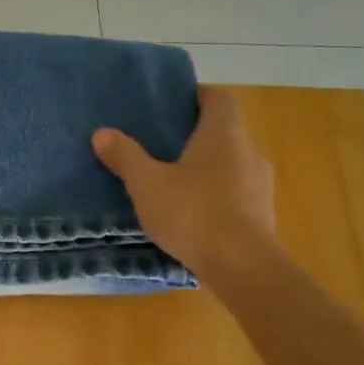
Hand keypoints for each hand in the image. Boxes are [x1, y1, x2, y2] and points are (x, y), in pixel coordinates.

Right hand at [93, 86, 275, 276]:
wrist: (243, 267)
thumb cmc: (193, 213)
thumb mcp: (147, 184)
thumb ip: (125, 156)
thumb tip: (102, 133)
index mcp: (224, 134)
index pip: (218, 98)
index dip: (196, 96)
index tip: (170, 106)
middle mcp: (249, 151)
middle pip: (224, 131)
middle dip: (194, 135)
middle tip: (160, 145)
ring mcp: (260, 185)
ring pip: (230, 164)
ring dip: (205, 168)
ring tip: (172, 182)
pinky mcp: (261, 214)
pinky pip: (235, 193)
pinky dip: (215, 195)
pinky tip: (191, 213)